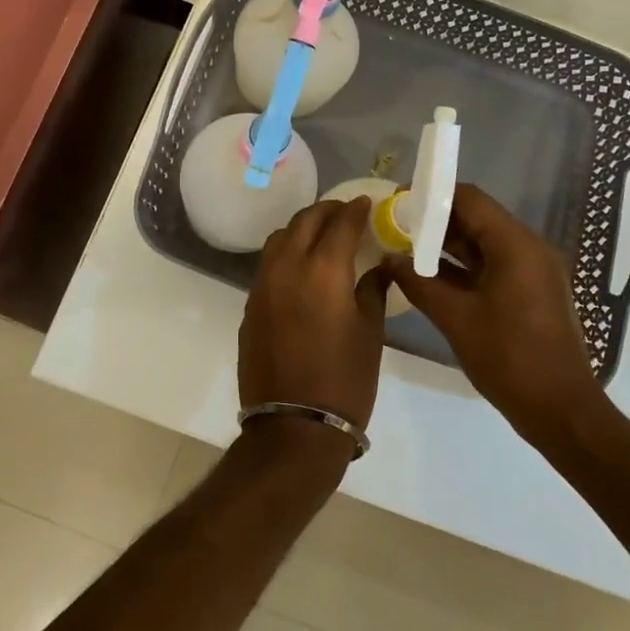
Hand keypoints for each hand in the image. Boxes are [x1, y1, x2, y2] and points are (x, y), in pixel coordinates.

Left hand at [239, 197, 386, 431]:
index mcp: (323, 269)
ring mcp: (263, 285)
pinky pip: (268, 264)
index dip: (355, 210)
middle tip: (345, 213)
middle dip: (326, 211)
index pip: (341, 223)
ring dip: (302, 228)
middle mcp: (288, 266)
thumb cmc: (344, 380)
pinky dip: (286, 253)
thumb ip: (373, 290)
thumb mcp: (370, 333)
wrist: (293, 427)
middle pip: (305, 221)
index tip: (366, 203)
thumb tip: (379, 266)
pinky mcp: (251, 305)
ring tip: (321, 234)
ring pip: (280, 238)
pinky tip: (301, 267)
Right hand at [386, 183, 606, 445]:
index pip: (469, 198)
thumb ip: (418, 283)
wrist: (562, 411)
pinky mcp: (532, 291)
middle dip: (436, 221)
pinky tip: (432, 277)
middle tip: (396, 229)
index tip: (398, 205)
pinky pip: (494, 264)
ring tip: (406, 251)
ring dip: (448, 245)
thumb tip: (389, 260)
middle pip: (477, 217)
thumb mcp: (456, 318)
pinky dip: (465, 266)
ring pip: (484, 242)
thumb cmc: (509, 358)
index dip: (432, 197)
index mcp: (515, 244)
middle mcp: (528, 247)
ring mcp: (533, 270)